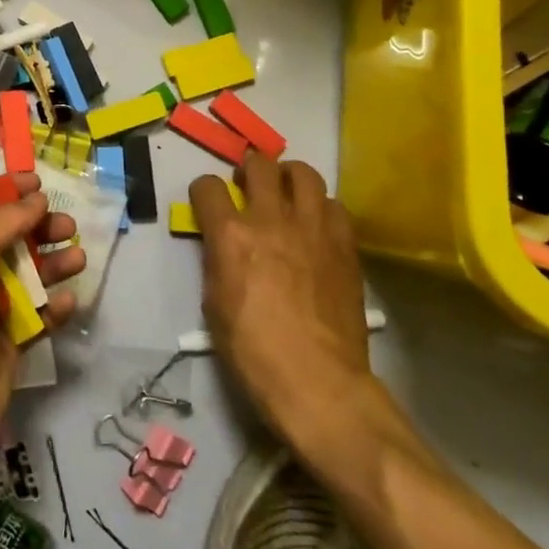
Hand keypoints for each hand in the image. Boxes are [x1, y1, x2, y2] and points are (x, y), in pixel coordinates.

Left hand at [0, 174, 84, 470]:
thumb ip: (4, 220)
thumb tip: (36, 199)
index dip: (3, 189)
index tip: (38, 182)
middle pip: (3, 238)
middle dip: (36, 227)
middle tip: (67, 223)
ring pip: (24, 275)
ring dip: (51, 263)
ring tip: (78, 257)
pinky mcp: (6, 340)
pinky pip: (35, 315)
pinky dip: (53, 306)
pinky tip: (70, 300)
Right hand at [193, 153, 370, 447]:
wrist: (318, 382)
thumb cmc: (253, 351)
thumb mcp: (215, 303)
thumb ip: (218, 261)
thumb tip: (223, 245)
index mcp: (230, 235)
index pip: (208, 187)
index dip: (203, 191)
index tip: (207, 201)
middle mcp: (270, 219)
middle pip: (259, 165)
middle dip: (248, 168)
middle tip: (248, 183)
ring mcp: (313, 228)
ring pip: (303, 173)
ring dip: (289, 176)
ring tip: (286, 190)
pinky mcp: (344, 245)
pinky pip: (335, 205)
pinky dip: (321, 206)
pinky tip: (317, 223)